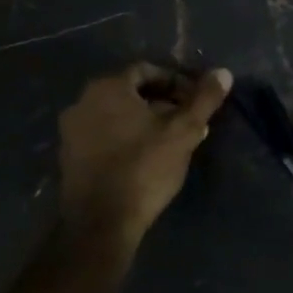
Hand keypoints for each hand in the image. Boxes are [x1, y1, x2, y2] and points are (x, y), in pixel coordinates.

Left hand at [56, 63, 231, 259]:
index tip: (195, 101)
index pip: (147, 71)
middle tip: (188, 121)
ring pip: (117, 115)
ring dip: (145, 122)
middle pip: (131, 93)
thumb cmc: (144, 168)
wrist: (101, 222)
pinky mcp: (69, 157)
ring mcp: (71, 131)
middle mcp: (83, 102)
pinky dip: (126, 138)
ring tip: (172, 141)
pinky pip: (103, 135)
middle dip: (163, 103)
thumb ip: (204, 100)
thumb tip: (223, 73)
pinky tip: (147, 158)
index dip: (176, 82)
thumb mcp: (183, 132)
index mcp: (108, 88)